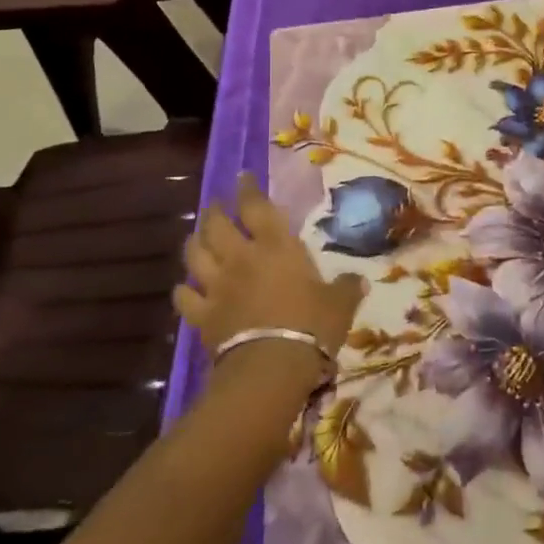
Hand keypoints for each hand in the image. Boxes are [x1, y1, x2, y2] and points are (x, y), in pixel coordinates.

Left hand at [176, 174, 364, 366]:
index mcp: (276, 247)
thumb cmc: (312, 325)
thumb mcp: (340, 304)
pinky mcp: (202, 316)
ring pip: (195, 255)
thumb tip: (360, 280)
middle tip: (216, 205)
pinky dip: (183, 291)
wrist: (271, 367)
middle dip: (215, 211)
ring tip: (196, 237)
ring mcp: (217, 287)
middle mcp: (241, 258)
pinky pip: (185, 297)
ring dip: (194, 243)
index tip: (243, 177)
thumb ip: (347, 288)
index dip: (248, 189)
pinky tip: (185, 289)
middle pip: (217, 226)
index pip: (257, 206)